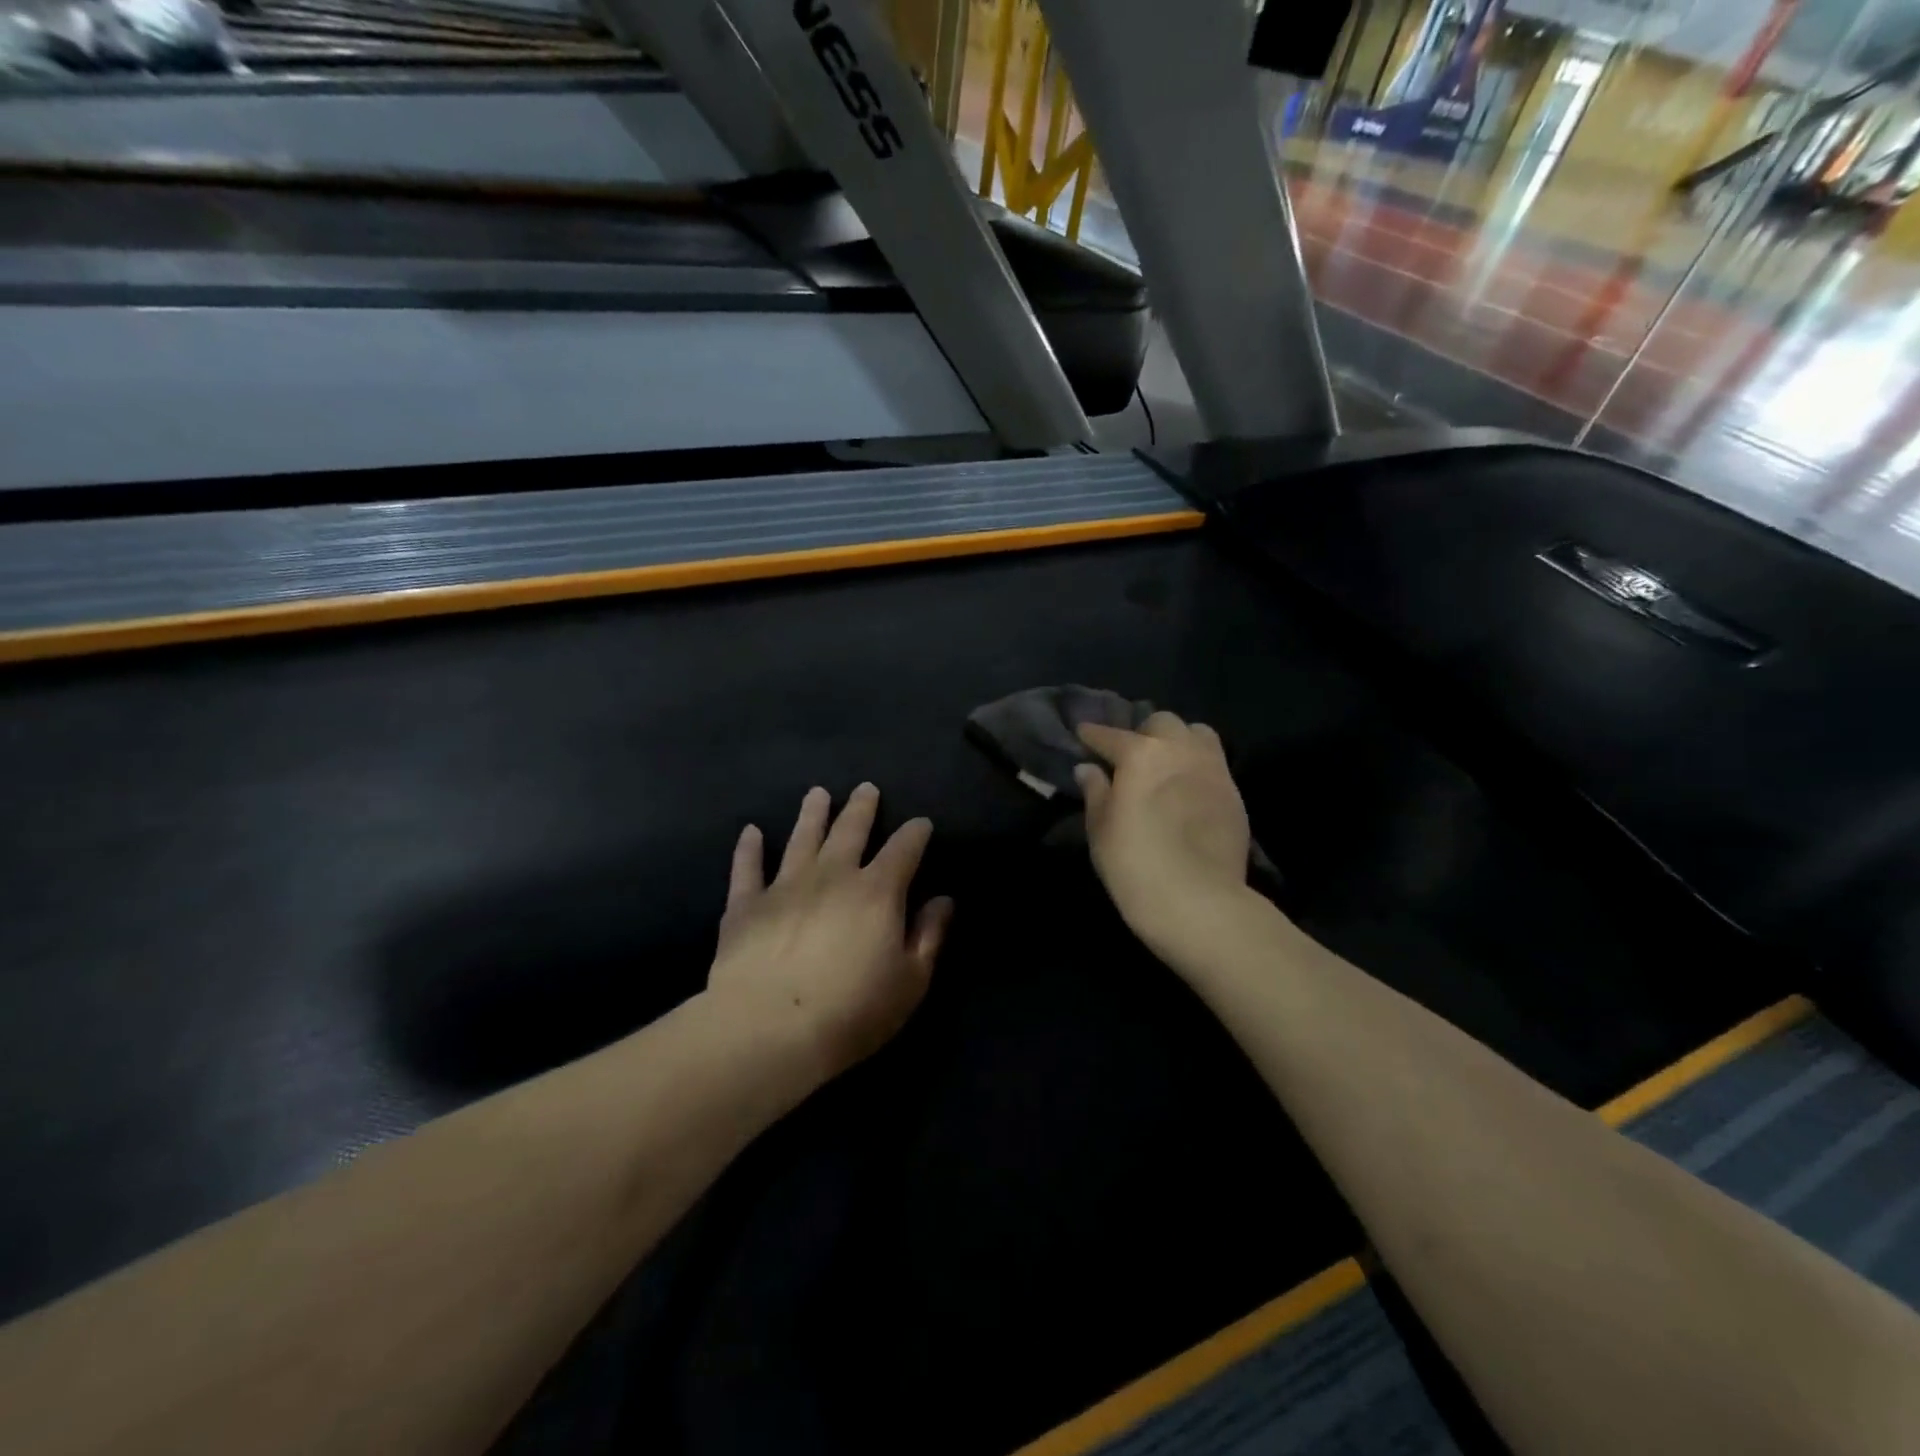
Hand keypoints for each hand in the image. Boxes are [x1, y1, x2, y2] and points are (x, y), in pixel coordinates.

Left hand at [708, 784, 953, 1077]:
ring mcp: (785, 885)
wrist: (770, 1029)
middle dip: (862, 808)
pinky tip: (750, 832)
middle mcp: (832, 875)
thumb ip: (928, 936)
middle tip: (865, 788)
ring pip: (802, 838)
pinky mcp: (746, 905)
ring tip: (818, 793)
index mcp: (877, 891)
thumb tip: (943, 900)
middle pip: (850, 830)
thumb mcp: (910, 981)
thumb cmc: (853, 1011)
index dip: (915, 833)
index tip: (921, 824)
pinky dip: (748, 849)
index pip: (904, 849)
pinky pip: (747, 868)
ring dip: (812, 813)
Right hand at [1074, 713, 1251, 948]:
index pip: (1110, 735)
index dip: (1093, 735)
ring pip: (1197, 733)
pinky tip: (1187, 788)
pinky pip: (1214, 763)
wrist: (1198, 901)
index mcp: (1141, 754)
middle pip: (1161, 723)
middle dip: (1143, 732)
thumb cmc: (1134, 863)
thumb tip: (1089, 769)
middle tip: (1131, 756)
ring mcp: (1213, 769)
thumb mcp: (1101, 828)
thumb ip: (1095, 791)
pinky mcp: (1234, 793)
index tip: (1083, 735)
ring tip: (1167, 763)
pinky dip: (1197, 765)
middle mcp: (1180, 750)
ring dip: (1178, 740)